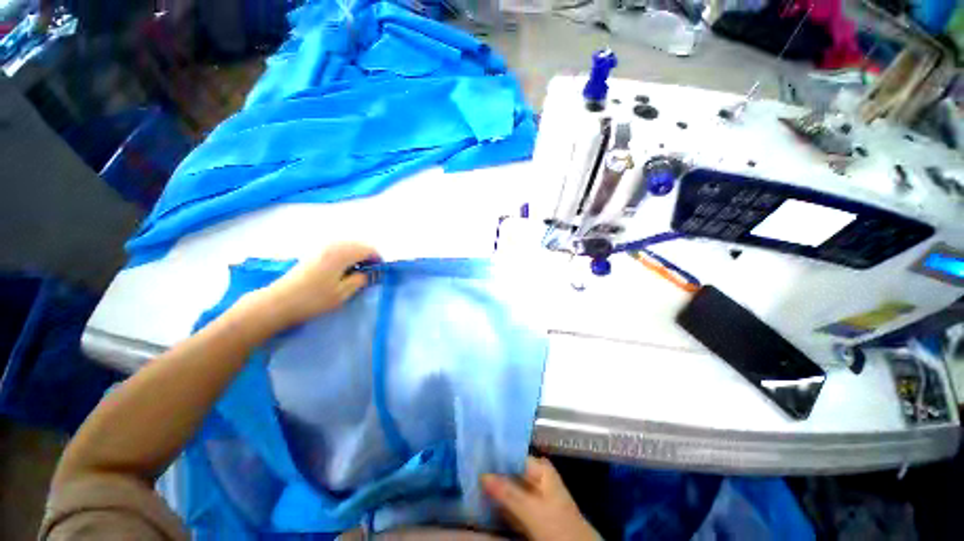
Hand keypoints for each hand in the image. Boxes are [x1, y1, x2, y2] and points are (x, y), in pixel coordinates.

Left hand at [257, 242, 379, 328]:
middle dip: (368, 256)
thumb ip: (360, 280)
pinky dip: (346, 255)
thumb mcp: (342, 293)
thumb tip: (369, 273)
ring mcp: (321, 247)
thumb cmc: (313, 299)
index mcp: (341, 254)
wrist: (278, 302)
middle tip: (370, 273)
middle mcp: (332, 246)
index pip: (367, 249)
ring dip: (357, 255)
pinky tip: (343, 269)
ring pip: (348, 245)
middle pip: (358, 244)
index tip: (379, 272)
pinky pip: (338, 247)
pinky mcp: (314, 252)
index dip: (377, 259)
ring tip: (357, 272)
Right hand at [482, 457, 598, 540]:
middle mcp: (536, 475)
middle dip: (491, 471)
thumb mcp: (532, 509)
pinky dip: (498, 501)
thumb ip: (508, 491)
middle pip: (509, 469)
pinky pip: (510, 501)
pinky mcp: (530, 510)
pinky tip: (484, 499)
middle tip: (469, 469)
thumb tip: (482, 474)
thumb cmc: (558, 524)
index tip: (474, 454)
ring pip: (508, 486)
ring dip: (493, 487)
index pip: (512, 454)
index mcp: (539, 467)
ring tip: (471, 481)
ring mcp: (533, 493)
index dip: (494, 454)